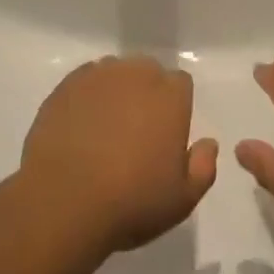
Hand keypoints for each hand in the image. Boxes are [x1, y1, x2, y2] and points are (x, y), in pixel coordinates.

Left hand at [20, 56, 217, 254]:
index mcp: (170, 95)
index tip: (166, 135)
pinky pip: (85, 82)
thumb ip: (203, 166)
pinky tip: (81, 127)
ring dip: (116, 92)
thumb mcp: (182, 199)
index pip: (180, 84)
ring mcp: (99, 75)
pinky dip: (87, 98)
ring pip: (115, 73)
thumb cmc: (132, 201)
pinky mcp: (67, 84)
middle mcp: (136, 74)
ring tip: (105, 130)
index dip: (176, 107)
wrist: (65, 199)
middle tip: (137, 133)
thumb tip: (208, 143)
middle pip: (147, 72)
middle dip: (147, 94)